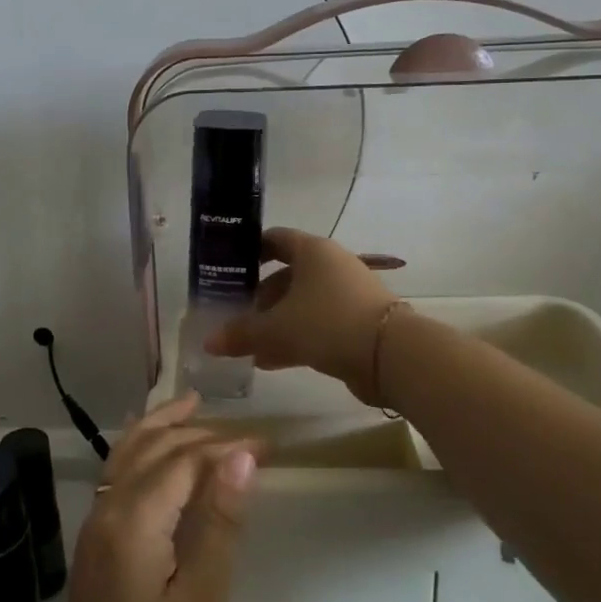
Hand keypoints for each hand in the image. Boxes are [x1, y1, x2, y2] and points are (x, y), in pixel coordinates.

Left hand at [48, 394, 257, 601]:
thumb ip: (220, 524)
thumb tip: (242, 456)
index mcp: (132, 521)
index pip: (184, 461)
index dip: (226, 447)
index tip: (269, 445)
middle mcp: (106, 511)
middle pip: (152, 449)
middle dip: (197, 432)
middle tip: (244, 433)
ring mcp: (94, 527)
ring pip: (126, 455)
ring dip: (160, 428)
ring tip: (192, 405)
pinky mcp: (94, 546)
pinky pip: (117, 477)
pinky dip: (140, 451)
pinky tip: (156, 453)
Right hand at [204, 228, 400, 401]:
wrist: (391, 355)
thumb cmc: (328, 323)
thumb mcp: (277, 328)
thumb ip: (242, 333)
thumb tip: (209, 343)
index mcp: (313, 251)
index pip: (275, 239)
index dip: (250, 251)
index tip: (229, 269)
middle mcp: (331, 266)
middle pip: (287, 275)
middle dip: (260, 297)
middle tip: (236, 315)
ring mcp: (347, 295)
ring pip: (302, 303)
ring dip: (276, 322)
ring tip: (249, 345)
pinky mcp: (357, 323)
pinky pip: (317, 325)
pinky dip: (295, 338)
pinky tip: (271, 362)